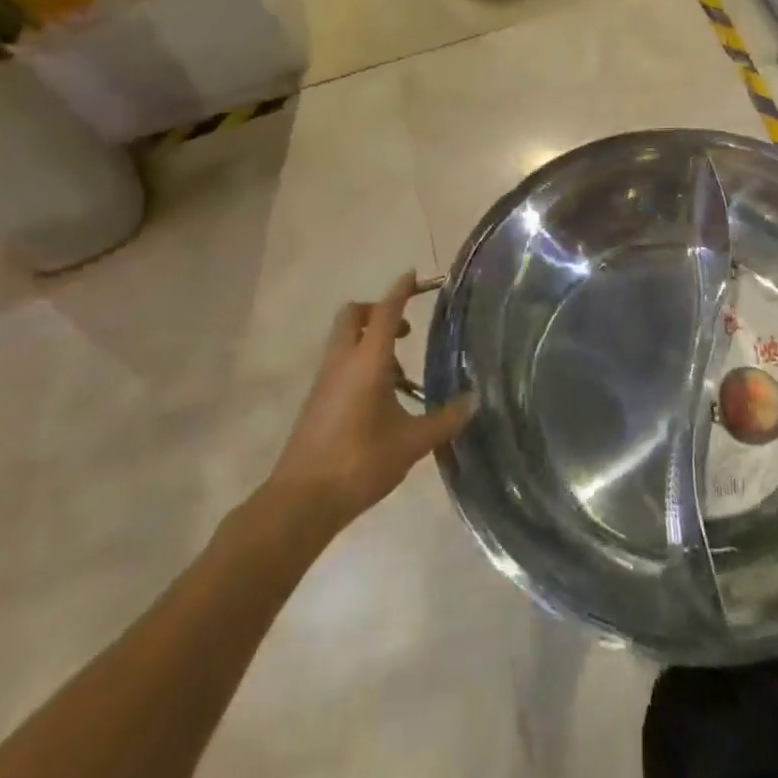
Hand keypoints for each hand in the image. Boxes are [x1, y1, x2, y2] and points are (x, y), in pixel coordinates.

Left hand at [259, 271, 475, 535]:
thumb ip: (446, 419)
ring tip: (400, 373)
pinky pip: (340, 363)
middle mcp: (342, 362)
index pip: (385, 312)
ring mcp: (325, 381)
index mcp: (367, 361)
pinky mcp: (317, 401)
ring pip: (344, 340)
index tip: (414, 275)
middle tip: (405, 331)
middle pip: (353, 316)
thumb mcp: (412, 443)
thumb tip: (476, 399)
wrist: (301, 502)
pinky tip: (381, 398)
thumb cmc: (359, 463)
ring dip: (370, 340)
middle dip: (378, 311)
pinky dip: (360, 362)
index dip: (401, 290)